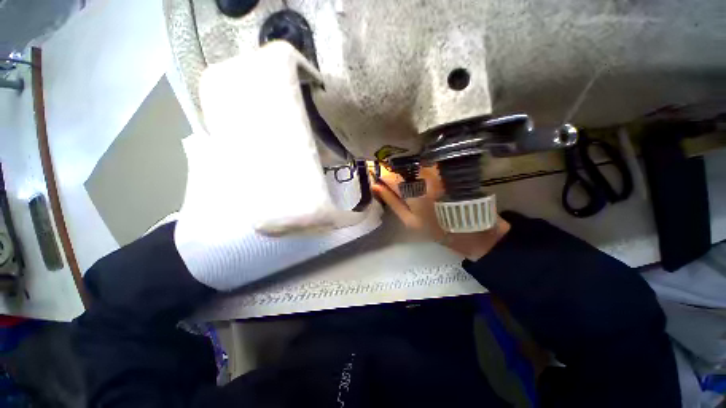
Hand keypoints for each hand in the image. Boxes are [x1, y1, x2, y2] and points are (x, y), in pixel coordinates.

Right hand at [372, 165, 509, 260]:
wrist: (473, 230)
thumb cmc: (437, 229)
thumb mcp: (410, 221)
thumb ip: (392, 202)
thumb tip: (375, 186)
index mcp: (412, 190)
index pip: (387, 174)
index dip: (378, 173)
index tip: (375, 176)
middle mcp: (423, 175)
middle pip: (399, 164)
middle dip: (391, 169)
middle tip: (389, 179)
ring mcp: (436, 170)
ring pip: (412, 162)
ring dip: (405, 167)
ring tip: (405, 177)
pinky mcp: (445, 169)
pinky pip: (425, 163)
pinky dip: (418, 167)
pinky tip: (419, 175)